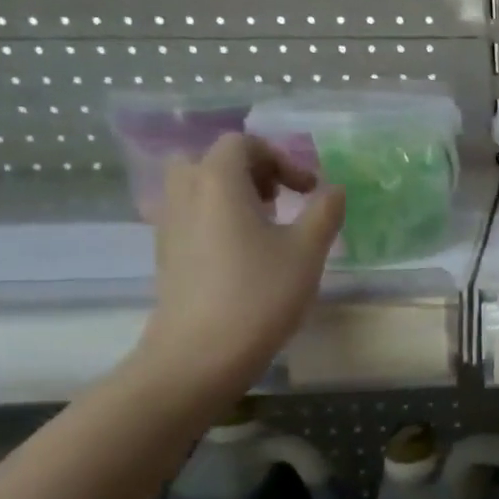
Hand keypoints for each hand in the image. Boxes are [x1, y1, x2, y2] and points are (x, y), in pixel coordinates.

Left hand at [132, 134, 345, 399]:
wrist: (200, 354)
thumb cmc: (259, 295)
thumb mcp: (307, 250)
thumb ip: (324, 212)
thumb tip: (333, 190)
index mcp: (218, 182)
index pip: (242, 144)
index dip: (281, 159)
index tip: (309, 191)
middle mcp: (185, 194)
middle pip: (211, 160)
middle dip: (250, 171)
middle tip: (279, 199)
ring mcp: (169, 224)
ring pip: (196, 188)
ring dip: (231, 194)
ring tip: (264, 225)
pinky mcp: (165, 254)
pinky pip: (190, 215)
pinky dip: (216, 218)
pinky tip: (244, 253)